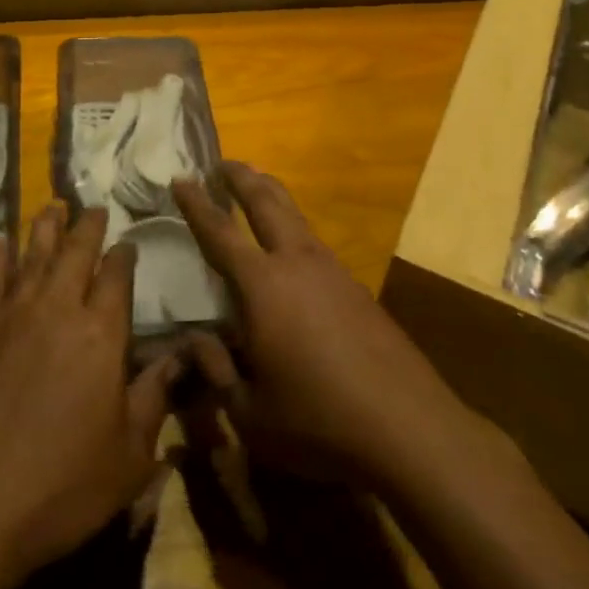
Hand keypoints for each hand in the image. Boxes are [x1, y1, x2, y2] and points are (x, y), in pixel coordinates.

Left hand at [0, 203, 179, 579]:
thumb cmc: (61, 487)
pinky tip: (0, 243)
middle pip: (75, 254)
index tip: (127, 243)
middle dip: (87, 227)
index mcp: (102, 334)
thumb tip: (185, 355)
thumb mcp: (129, 455)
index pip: (117, 277)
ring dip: (46, 229)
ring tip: (53, 206)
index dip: (124, 256)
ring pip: (34, 257)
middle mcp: (58, 311)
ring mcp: (12, 318)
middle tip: (93, 207)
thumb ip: (156, 397)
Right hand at [172, 163, 476, 491]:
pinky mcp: (355, 285)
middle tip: (222, 162)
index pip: (219, 233)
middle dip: (241, 177)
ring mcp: (331, 269)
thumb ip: (216, 369)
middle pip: (266, 201)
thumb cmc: (318, 421)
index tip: (180, 178)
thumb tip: (195, 339)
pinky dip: (293, 226)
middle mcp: (296, 262)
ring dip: (271, 195)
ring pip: (295, 215)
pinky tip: (291, 246)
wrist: (407, 425)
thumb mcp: (250, 412)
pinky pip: (314, 240)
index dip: (196, 204)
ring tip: (255, 186)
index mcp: (262, 286)